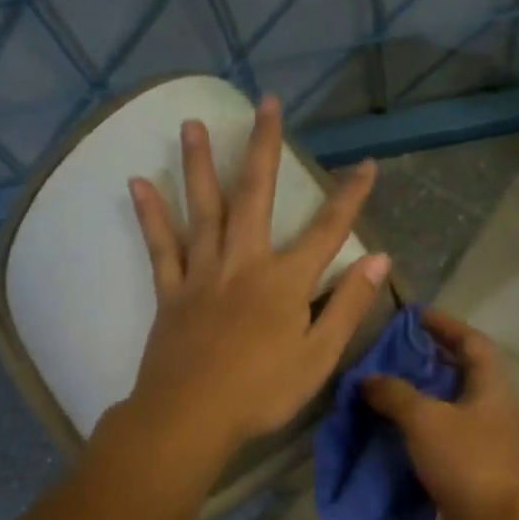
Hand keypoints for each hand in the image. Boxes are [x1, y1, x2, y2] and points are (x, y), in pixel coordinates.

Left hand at [120, 95, 390, 472]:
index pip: (327, 230)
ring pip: (202, 209)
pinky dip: (151, 216)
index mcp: (286, 282)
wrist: (191, 417)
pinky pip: (161, 247)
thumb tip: (379, 259)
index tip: (365, 164)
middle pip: (255, 195)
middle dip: (263, 147)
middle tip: (264, 102)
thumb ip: (348, 305)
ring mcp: (202, 274)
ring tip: (191, 123)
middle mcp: (244, 264)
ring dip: (199, 164)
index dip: (350, 197)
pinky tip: (139, 183)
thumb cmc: (263, 392)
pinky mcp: (171, 293)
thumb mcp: (319, 356)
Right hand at [361, 310, 518, 519]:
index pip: (472, 341)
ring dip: (418, 399)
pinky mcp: (470, 471)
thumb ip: (395, 394)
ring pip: (447, 410)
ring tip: (380, 392)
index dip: (445, 325)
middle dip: (426, 362)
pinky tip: (388, 434)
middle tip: (388, 356)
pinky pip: (440, 441)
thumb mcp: (427, 419)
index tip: (415, 316)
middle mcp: (491, 409)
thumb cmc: (469, 461)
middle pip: (459, 374)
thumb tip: (368, 379)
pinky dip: (416, 434)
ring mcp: (483, 442)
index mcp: (490, 386)